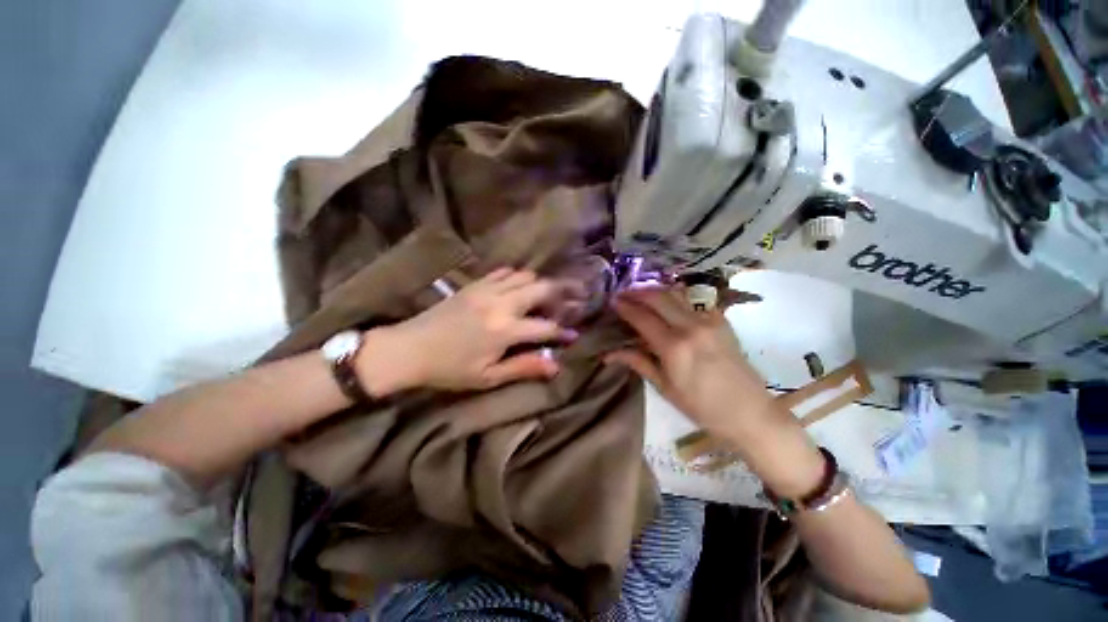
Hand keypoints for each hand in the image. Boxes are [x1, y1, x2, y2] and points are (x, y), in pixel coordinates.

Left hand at [357, 268, 580, 393]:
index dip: (562, 332)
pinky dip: (517, 277)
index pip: (545, 327)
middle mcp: (501, 304)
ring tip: (547, 295)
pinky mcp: (475, 284)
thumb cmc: (449, 369)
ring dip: (540, 284)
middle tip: (572, 299)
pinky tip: (519, 286)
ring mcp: (487, 289)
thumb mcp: (488, 377)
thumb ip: (523, 367)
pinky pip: (503, 272)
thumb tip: (555, 366)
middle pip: (541, 289)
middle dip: (562, 293)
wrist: (409, 348)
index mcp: (505, 330)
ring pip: (525, 276)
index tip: (573, 335)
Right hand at [606, 287, 770, 435]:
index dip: (625, 307)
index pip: (642, 317)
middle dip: (637, 292)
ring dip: (654, 291)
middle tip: (622, 293)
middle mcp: (691, 327)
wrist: (750, 412)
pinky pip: (692, 302)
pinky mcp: (721, 321)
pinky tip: (666, 304)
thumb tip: (609, 354)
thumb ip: (638, 362)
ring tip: (640, 294)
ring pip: (676, 294)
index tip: (612, 301)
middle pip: (658, 297)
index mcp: (674, 347)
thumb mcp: (665, 388)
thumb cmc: (702, 407)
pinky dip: (674, 298)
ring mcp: (709, 321)